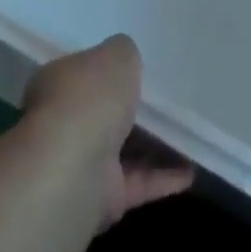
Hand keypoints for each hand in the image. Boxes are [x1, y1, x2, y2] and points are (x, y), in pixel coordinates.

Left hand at [22, 35, 194, 226]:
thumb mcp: (116, 55)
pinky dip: (163, 178)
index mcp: (59, 82)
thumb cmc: (90, 98)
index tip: (137, 69)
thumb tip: (126, 57)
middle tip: (169, 101)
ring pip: (123, 150)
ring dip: (154, 145)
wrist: (73, 167)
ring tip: (189, 134)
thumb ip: (124, 53)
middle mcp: (64, 122)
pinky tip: (192, 170)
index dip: (108, 71)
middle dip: (132, 110)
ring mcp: (81, 162)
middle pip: (103, 113)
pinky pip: (139, 182)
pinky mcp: (102, 198)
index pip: (83, 73)